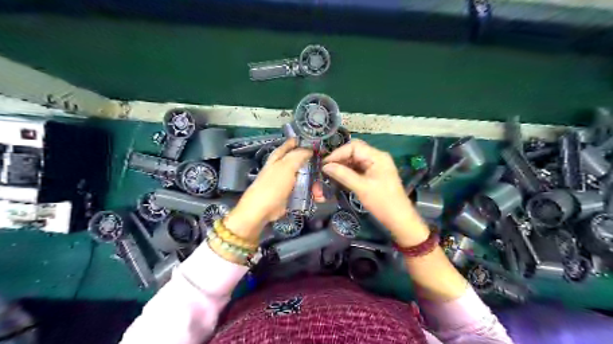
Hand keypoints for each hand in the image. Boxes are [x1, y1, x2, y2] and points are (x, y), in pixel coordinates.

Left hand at [223, 137, 312, 241]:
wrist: (262, 211)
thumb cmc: (273, 185)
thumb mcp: (286, 166)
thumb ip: (299, 155)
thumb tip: (311, 149)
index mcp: (279, 157)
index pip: (292, 144)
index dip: (305, 143)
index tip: (319, 146)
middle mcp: (283, 167)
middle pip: (303, 162)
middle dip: (314, 167)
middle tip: (325, 170)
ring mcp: (288, 182)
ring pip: (306, 178)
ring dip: (315, 184)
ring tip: (320, 192)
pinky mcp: (291, 194)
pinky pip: (305, 191)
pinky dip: (312, 194)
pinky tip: (319, 198)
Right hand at [323, 139, 426, 246]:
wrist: (399, 219)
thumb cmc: (382, 202)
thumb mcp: (361, 188)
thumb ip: (343, 175)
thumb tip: (325, 167)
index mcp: (377, 156)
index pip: (354, 146)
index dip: (338, 153)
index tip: (325, 164)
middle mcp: (377, 157)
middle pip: (354, 152)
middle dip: (340, 159)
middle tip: (326, 169)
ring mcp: (376, 166)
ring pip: (355, 160)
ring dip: (343, 166)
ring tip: (330, 174)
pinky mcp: (374, 175)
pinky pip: (358, 168)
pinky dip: (348, 171)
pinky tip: (339, 177)